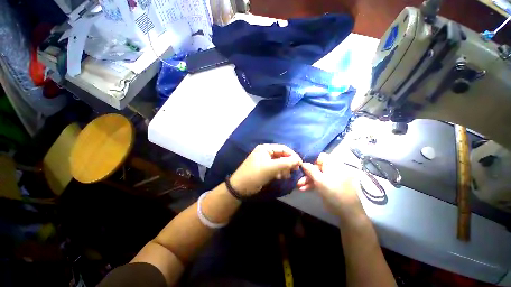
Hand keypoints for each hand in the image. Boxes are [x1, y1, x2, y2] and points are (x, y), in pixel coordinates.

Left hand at [230, 144, 302, 195]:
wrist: (240, 187)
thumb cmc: (255, 175)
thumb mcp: (271, 168)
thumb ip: (285, 163)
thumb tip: (298, 160)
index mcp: (265, 148)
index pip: (283, 148)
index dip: (292, 155)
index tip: (300, 164)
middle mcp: (265, 152)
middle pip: (281, 155)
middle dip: (288, 162)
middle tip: (294, 170)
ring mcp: (265, 160)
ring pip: (279, 162)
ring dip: (285, 168)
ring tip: (287, 175)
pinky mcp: (264, 168)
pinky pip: (275, 168)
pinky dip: (280, 172)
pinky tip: (281, 177)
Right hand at [297, 153, 363, 217]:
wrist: (348, 213)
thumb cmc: (333, 193)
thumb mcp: (320, 181)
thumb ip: (310, 170)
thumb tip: (303, 162)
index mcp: (333, 165)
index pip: (320, 157)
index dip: (310, 160)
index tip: (301, 166)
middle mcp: (333, 169)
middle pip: (317, 167)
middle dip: (306, 173)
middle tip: (298, 180)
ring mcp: (332, 178)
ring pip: (317, 175)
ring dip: (307, 180)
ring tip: (298, 186)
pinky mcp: (331, 186)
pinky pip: (320, 182)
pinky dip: (312, 185)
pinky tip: (303, 189)